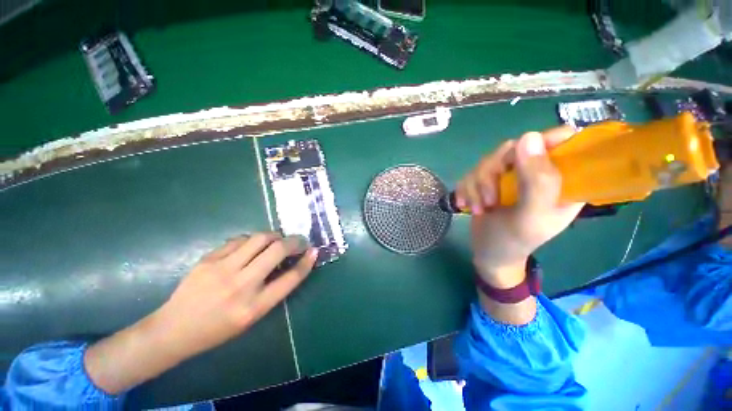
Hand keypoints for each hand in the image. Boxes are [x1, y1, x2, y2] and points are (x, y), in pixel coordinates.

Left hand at [155, 232, 316, 359]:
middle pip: (277, 251)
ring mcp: (222, 269)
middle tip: (299, 241)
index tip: (314, 251)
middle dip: (295, 241)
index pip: (291, 278)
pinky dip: (252, 240)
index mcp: (255, 307)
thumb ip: (273, 290)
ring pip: (260, 238)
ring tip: (277, 240)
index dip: (307, 262)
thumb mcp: (252, 317)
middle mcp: (241, 285)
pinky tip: (252, 245)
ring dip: (275, 236)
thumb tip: (290, 264)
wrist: (174, 330)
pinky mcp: (209, 259)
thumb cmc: (218, 329)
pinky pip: (239, 240)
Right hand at [457, 126, 583, 288]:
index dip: (541, 143)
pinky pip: (470, 173)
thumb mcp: (531, 217)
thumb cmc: (515, 241)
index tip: (517, 161)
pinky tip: (467, 205)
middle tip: (490, 200)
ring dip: (476, 187)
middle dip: (492, 175)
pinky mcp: (487, 181)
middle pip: (512, 149)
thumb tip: (529, 136)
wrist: (488, 254)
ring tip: (480, 209)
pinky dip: (466, 190)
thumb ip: (537, 182)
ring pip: (486, 162)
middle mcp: (535, 172)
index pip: (562, 141)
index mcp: (561, 179)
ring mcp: (508, 176)